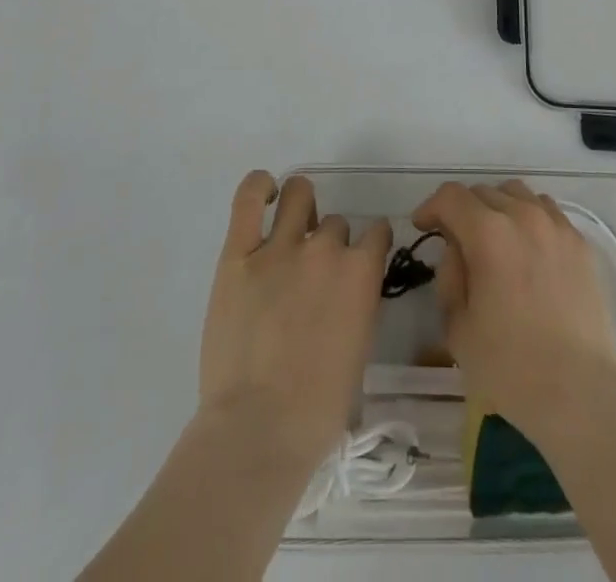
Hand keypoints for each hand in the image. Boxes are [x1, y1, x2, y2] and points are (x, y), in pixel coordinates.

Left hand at [199, 172, 391, 467]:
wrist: (259, 429)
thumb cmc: (318, 409)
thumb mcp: (359, 350)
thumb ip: (357, 306)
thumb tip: (345, 293)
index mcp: (361, 272)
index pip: (377, 232)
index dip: (370, 245)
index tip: (361, 260)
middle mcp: (325, 248)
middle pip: (335, 224)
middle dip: (330, 243)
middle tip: (314, 274)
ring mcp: (280, 247)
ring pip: (300, 196)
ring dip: (301, 209)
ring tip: (290, 230)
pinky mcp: (238, 254)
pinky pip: (248, 198)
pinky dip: (258, 187)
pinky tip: (264, 192)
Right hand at [411, 180, 615, 436]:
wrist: (578, 392)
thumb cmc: (509, 367)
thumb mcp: (457, 327)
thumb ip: (449, 276)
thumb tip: (457, 250)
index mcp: (488, 233)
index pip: (451, 197)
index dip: (431, 208)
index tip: (424, 228)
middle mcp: (523, 216)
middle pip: (483, 192)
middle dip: (462, 210)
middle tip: (457, 242)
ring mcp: (556, 226)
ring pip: (517, 194)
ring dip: (497, 208)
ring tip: (494, 240)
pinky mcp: (580, 242)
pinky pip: (547, 211)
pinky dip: (528, 217)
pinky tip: (527, 248)